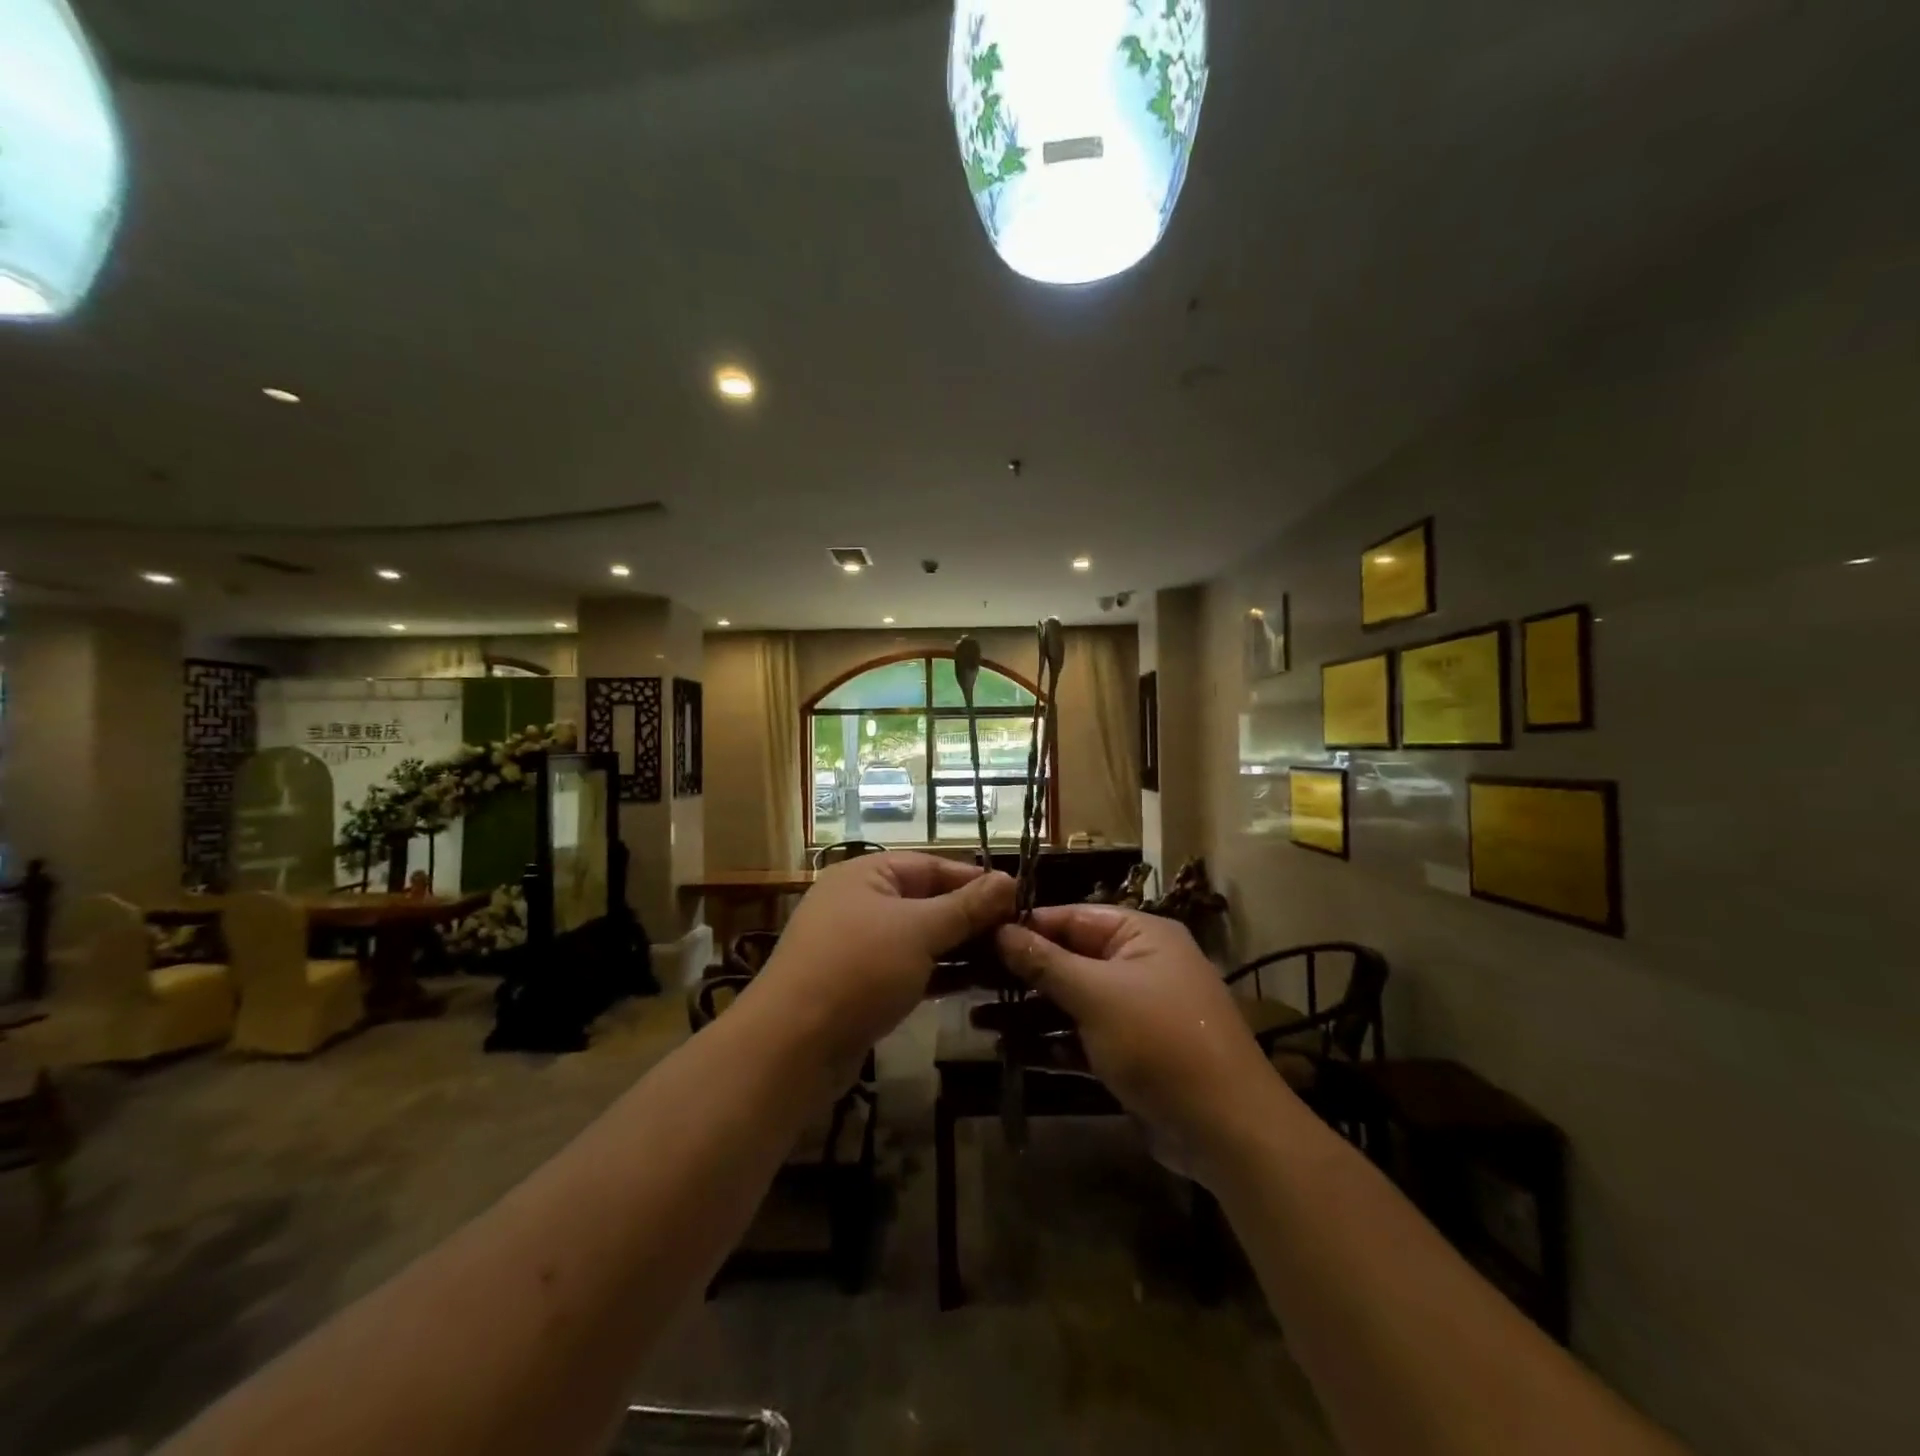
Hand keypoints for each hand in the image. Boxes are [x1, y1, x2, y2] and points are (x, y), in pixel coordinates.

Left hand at [755, 853, 1014, 1070]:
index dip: (976, 881)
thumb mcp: (919, 931)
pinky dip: (938, 973)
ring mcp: (858, 945)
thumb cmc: (859, 970)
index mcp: (867, 874)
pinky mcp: (860, 984)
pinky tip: (974, 985)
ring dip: (959, 948)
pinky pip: (908, 967)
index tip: (1019, 900)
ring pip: (919, 938)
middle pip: (927, 901)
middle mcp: (860, 902)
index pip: (933, 865)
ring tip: (1007, 962)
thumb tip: (1010, 879)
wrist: (792, 1046)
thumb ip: (967, 907)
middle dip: (971, 919)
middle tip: (1018, 937)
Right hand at [996, 906, 1276, 1165]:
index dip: (1026, 926)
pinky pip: (1084, 1038)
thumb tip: (1001, 929)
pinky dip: (1052, 1042)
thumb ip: (1046, 962)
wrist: (1227, 1130)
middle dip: (1023, 973)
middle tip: (970, 980)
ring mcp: (1137, 1011)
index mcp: (1141, 935)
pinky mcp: (1133, 1053)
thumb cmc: (1160, 1041)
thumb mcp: (1097, 994)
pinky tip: (1012, 1051)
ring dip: (1030, 1011)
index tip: (978, 935)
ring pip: (1072, 1001)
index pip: (1073, 917)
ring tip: (978, 1018)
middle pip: (1070, 959)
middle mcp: (1140, 965)